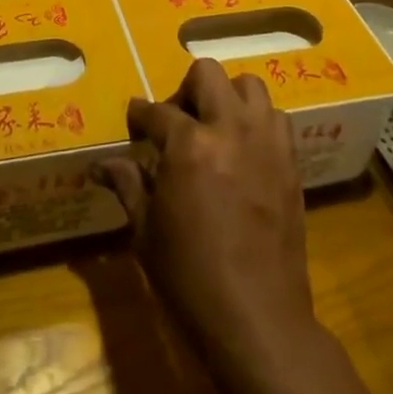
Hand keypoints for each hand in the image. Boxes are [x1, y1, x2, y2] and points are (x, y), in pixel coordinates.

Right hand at [97, 59, 316, 371]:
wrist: (257, 319)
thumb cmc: (190, 278)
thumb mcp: (146, 233)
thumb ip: (128, 185)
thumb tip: (102, 164)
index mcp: (189, 146)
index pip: (157, 111)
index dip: (140, 116)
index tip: (135, 123)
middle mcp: (230, 130)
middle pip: (208, 74)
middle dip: (186, 89)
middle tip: (177, 121)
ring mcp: (266, 143)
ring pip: (250, 86)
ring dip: (228, 98)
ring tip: (215, 129)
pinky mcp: (290, 162)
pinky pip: (275, 119)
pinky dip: (257, 122)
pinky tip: (243, 151)